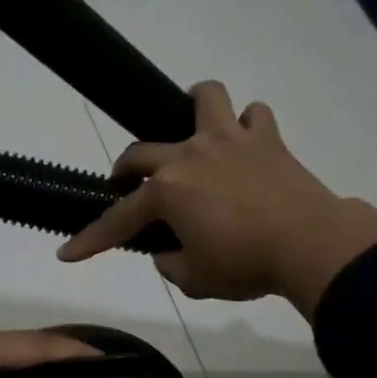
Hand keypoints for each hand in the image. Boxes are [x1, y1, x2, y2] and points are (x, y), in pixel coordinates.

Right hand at [57, 81, 376, 318]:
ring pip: (204, 98)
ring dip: (192, 108)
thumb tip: (169, 250)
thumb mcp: (194, 280)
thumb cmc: (245, 265)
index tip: (66, 253)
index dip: (90, 239)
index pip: (118, 219)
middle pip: (141, 151)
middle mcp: (190, 155)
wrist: (310, 245)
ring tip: (192, 128)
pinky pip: (254, 117)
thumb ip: (170, 263)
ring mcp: (230, 140)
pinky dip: (247, 126)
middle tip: (126, 185)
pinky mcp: (267, 140)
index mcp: (167, 192)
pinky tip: (246, 144)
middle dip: (124, 170)